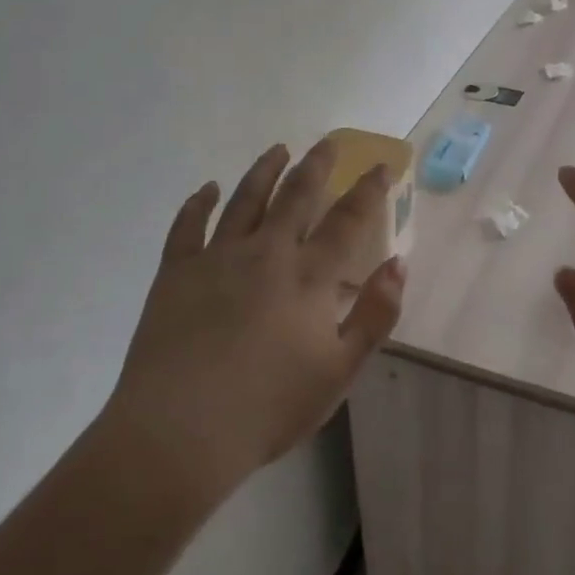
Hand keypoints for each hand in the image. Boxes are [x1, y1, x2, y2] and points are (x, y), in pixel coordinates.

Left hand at [102, 138, 406, 499]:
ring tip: (277, 150)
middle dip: (316, 164)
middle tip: (327, 142)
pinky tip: (208, 189)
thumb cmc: (268, 407)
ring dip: (264, 171)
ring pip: (245, 199)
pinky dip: (199, 203)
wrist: (180, 432)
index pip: (346, 219)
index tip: (379, 166)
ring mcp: (216, 258)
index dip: (367, 189)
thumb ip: (374, 314)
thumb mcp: (338, 371)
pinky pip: (188, 226)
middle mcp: (265, 253)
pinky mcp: (176, 272)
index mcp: (308, 276)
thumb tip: (398, 264)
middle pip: (295, 195)